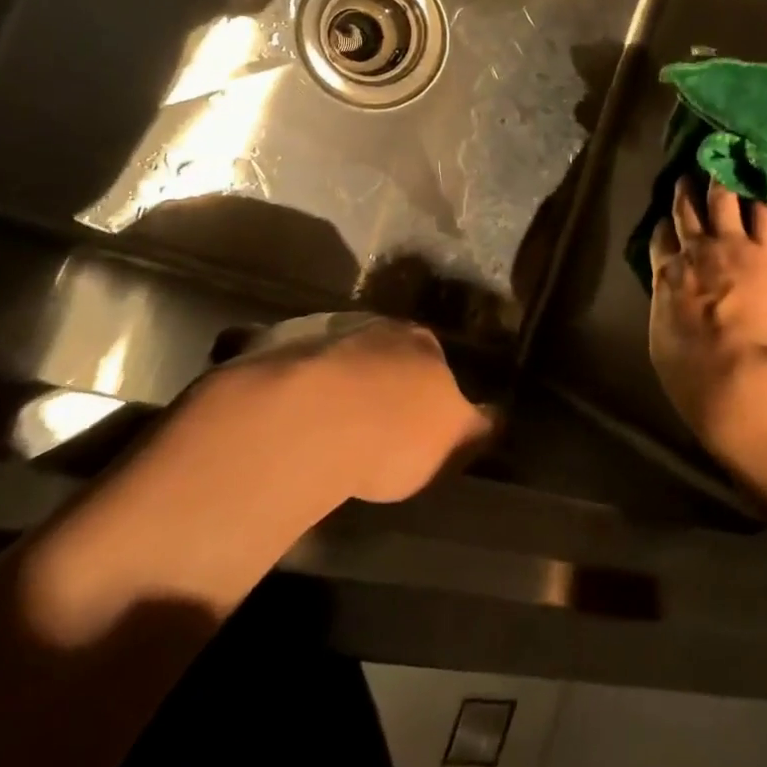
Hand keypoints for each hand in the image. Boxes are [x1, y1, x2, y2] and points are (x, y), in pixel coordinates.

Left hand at [209, 314, 494, 503]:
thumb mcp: (455, 440)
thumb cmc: (394, 433)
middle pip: (380, 348)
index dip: (425, 385)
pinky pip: (275, 356)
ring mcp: (320, 331)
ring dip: (329, 373)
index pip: (433, 357)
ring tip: (320, 413)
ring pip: (331, 349)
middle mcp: (374, 326)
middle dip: (376, 372)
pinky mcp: (268, 344)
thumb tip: (497, 418)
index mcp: (421, 343)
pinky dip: (276, 370)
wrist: (310, 421)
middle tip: (368, 412)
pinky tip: (274, 404)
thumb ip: (477, 427)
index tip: (416, 413)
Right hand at [648, 177, 766, 446]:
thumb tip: (672, 303)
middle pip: (686, 212)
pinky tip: (759, 199)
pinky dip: (757, 205)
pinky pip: (763, 215)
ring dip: (718, 185)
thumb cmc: (695, 375)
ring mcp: (733, 245)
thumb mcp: (664, 344)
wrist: (741, 375)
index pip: (660, 240)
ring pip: (722, 201)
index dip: (663, 228)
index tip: (665, 222)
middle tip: (686, 178)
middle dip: (684, 193)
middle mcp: (695, 251)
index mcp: (666, 277)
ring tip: (719, 172)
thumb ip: (668, 312)